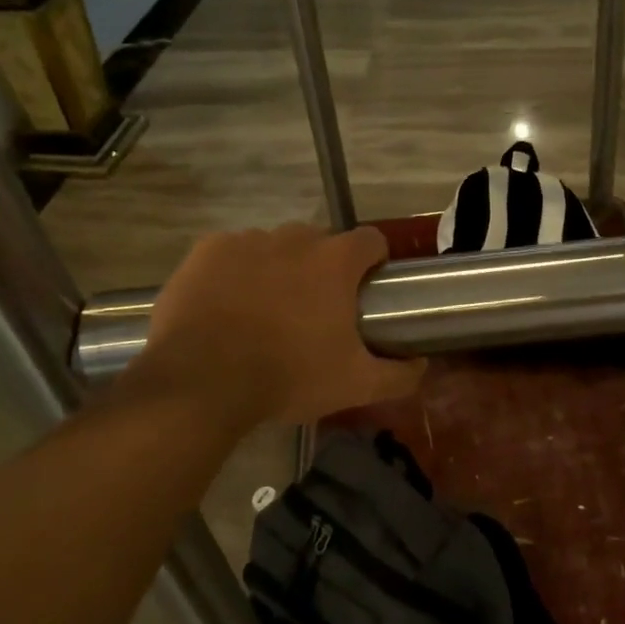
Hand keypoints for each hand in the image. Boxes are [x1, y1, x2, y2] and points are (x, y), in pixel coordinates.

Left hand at [132, 223, 425, 426]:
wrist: (201, 381)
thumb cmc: (288, 376)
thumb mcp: (355, 385)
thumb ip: (399, 374)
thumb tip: (422, 365)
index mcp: (335, 261)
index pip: (371, 240)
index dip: (373, 261)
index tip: (365, 289)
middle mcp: (294, 238)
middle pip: (320, 243)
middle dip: (323, 269)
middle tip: (314, 312)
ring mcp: (248, 240)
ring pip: (275, 247)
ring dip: (279, 269)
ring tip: (266, 312)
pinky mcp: (207, 250)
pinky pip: (233, 253)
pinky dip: (236, 272)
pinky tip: (228, 306)